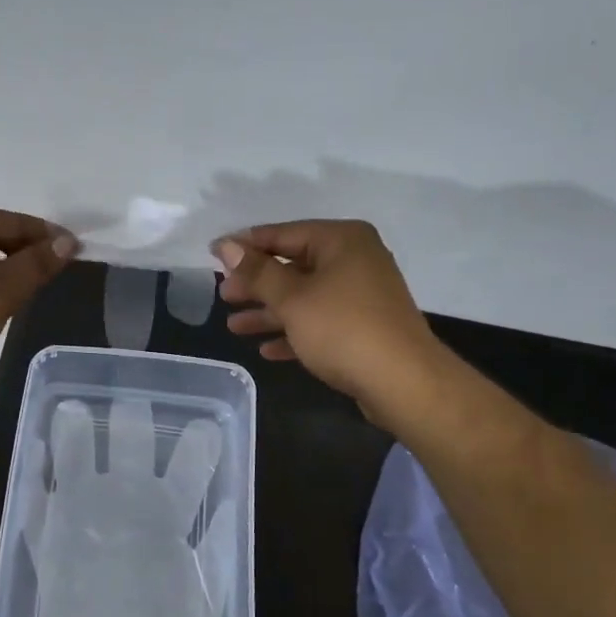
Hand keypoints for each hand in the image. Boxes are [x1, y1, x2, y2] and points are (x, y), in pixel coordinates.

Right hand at [215, 220, 444, 422]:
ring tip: (234, 327)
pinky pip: (319, 322)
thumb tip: (226, 245)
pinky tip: (266, 350)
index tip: (212, 255)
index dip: (245, 245)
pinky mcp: (363, 327)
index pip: (283, 234)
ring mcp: (361, 295)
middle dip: (256, 284)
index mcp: (341, 240)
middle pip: (293, 266)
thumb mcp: (292, 298)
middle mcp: (354, 260)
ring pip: (304, 297)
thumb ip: (257, 272)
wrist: (403, 382)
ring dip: (269, 312)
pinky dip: (293, 332)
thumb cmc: (343, 329)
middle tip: (223, 297)